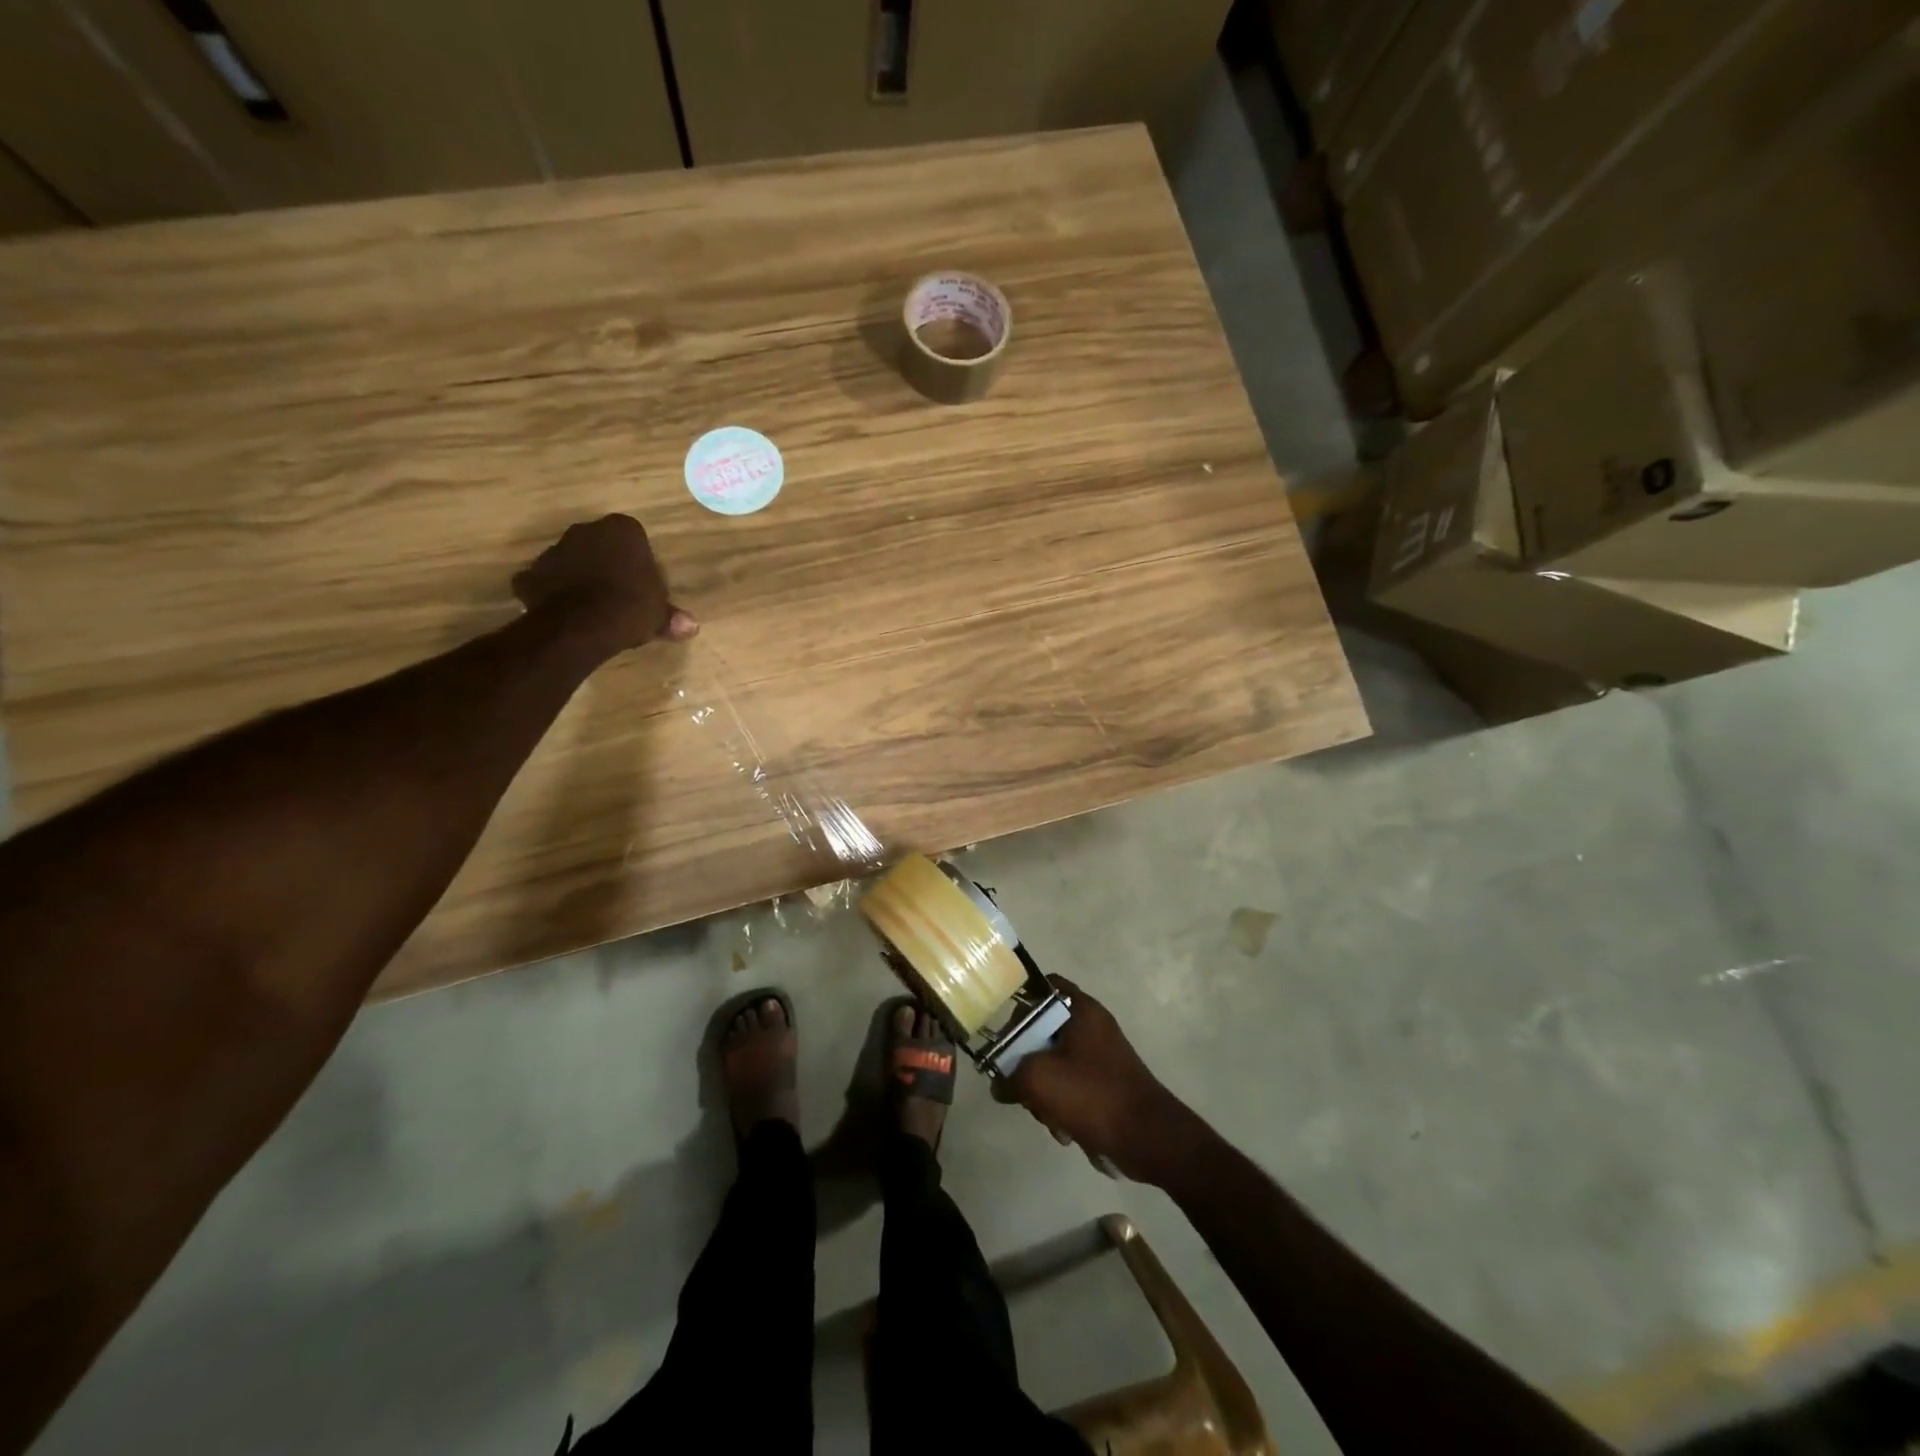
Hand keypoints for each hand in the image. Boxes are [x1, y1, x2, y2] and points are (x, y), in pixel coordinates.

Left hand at [513, 515, 696, 655]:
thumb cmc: (630, 608)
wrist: (580, 626)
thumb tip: (692, 626)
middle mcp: (585, 530)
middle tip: (619, 594)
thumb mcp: (659, 615)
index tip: (642, 584)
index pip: (634, 538)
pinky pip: (544, 582)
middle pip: (599, 545)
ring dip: (578, 577)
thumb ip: (671, 616)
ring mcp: (553, 550)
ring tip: (591, 607)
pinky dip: (550, 594)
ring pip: (570, 561)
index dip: (638, 561)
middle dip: (606, 563)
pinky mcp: (530, 574)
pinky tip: (563, 613)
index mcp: (622, 530)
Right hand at [1000, 978, 1193, 1182]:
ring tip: (1048, 1116)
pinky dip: (1062, 1105)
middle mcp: (1092, 1025)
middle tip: (1022, 1085)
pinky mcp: (1104, 1084)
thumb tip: (1000, 1085)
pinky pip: (1070, 1086)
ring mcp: (1100, 1055)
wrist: (1149, 1139)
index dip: (1017, 1005)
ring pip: (1053, 1063)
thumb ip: (1010, 1076)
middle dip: (1027, 1063)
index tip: (1000, 1032)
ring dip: (1043, 1092)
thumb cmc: (1094, 1096)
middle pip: (1041, 1032)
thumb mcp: (1039, 1079)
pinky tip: (1064, 1129)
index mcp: (1081, 1010)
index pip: (1041, 988)